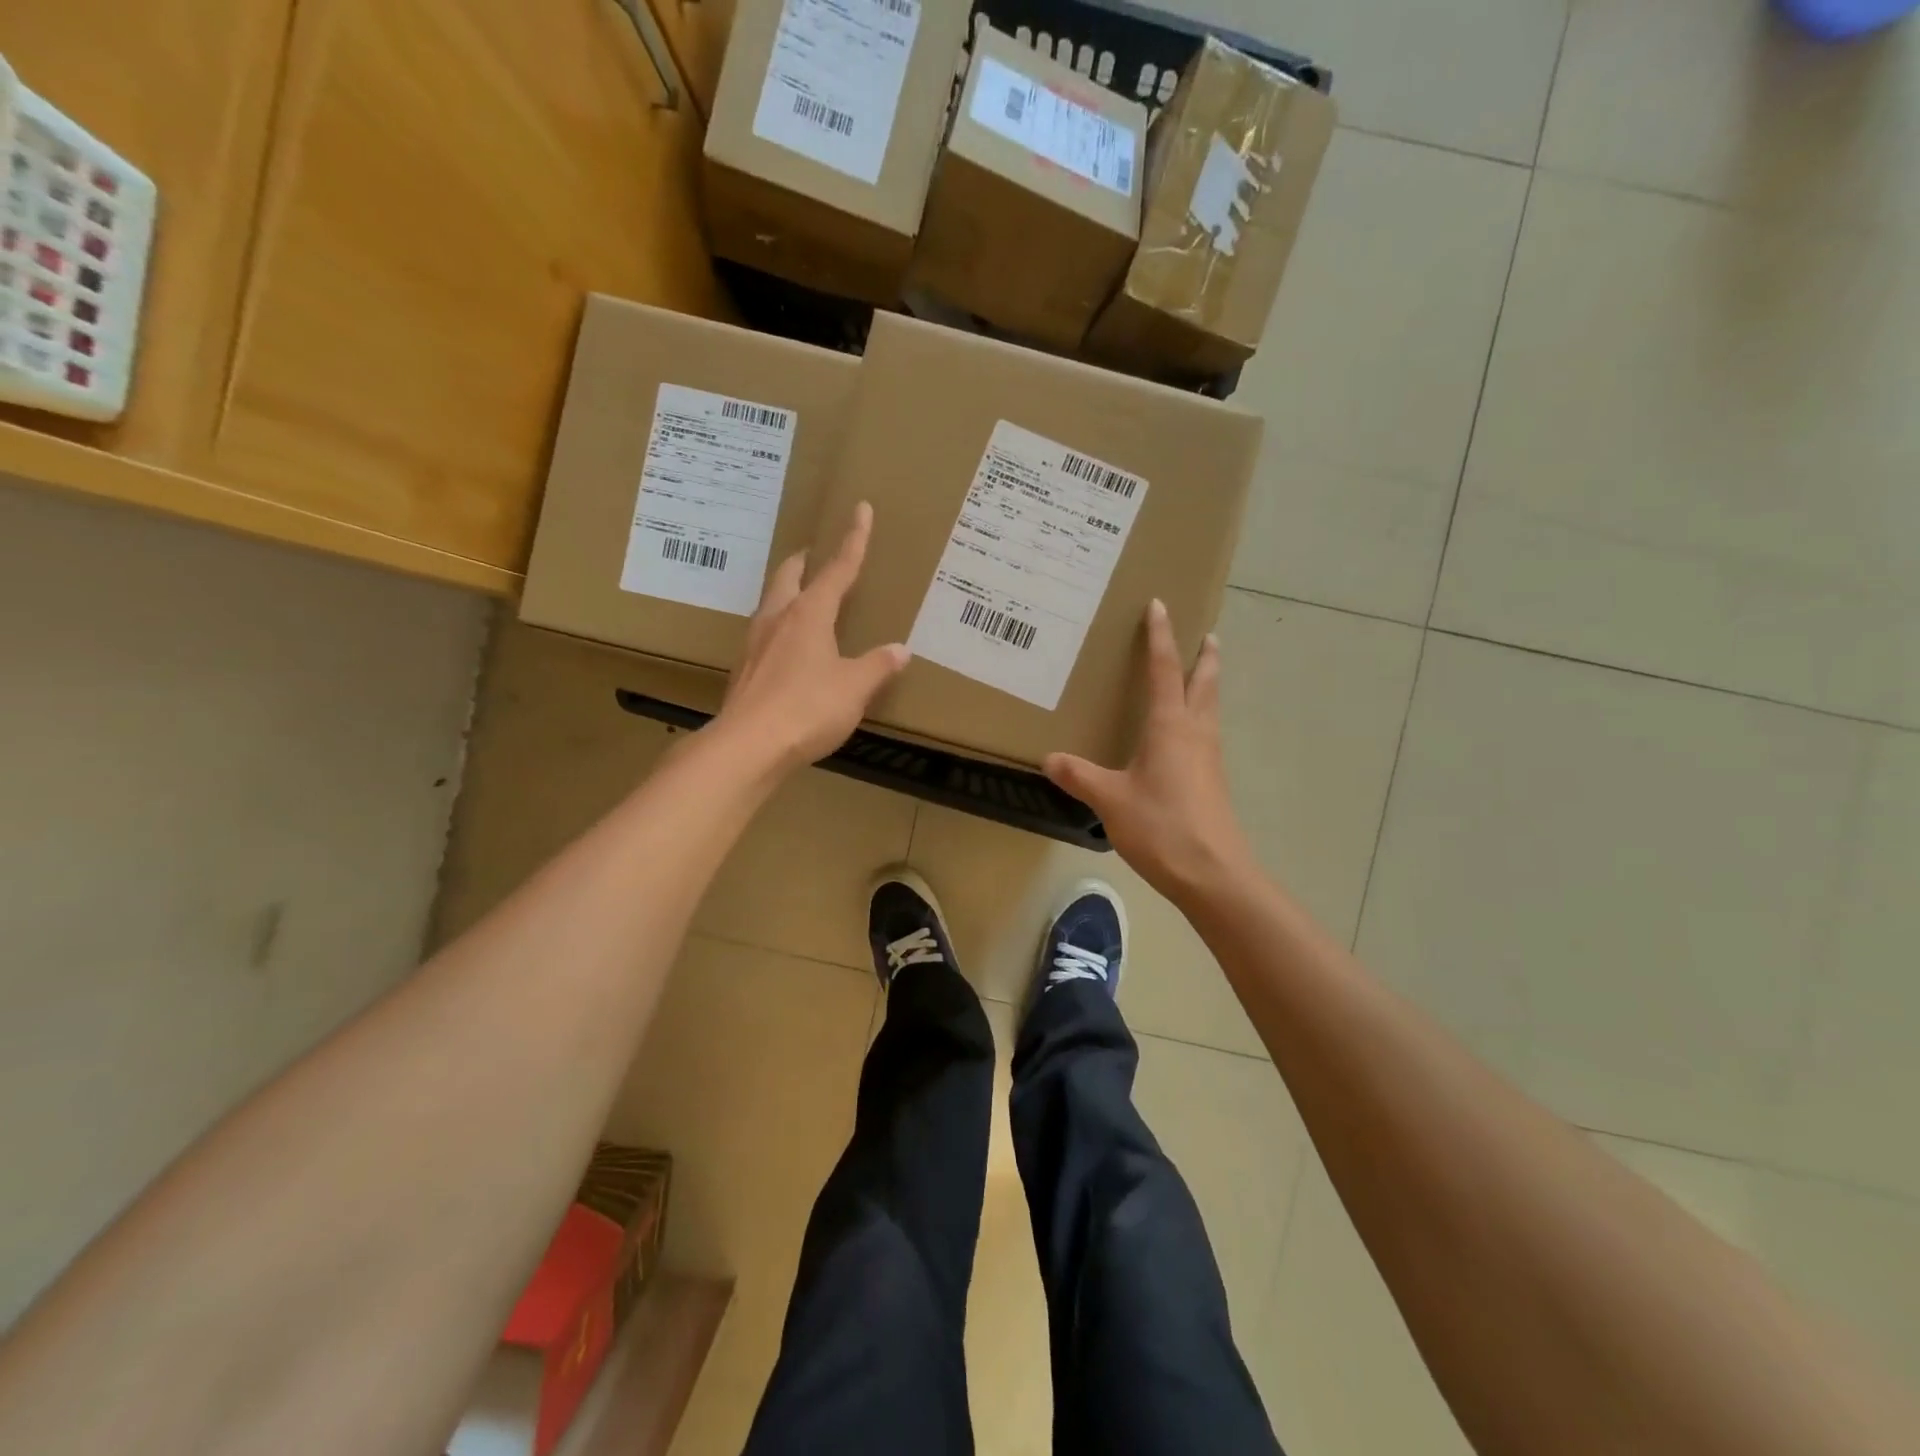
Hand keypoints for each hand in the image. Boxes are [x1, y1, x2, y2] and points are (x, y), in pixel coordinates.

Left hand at [714, 502, 909, 772]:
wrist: (748, 746)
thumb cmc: (808, 709)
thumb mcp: (854, 688)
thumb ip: (878, 666)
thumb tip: (901, 650)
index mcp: (809, 614)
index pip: (837, 569)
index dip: (853, 540)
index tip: (861, 510)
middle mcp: (778, 619)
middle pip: (789, 575)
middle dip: (804, 561)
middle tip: (815, 553)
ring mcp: (755, 643)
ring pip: (771, 602)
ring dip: (787, 591)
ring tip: (801, 596)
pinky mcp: (744, 669)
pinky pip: (764, 633)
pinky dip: (779, 625)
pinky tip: (787, 646)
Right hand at [1044, 599, 1255, 907]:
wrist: (1213, 873)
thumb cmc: (1162, 826)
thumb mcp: (1110, 799)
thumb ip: (1080, 776)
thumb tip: (1049, 759)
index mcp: (1171, 726)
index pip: (1164, 670)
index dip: (1160, 637)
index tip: (1160, 606)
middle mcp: (1195, 734)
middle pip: (1203, 684)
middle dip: (1205, 657)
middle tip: (1209, 634)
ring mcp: (1209, 758)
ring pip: (1210, 709)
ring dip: (1206, 686)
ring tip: (1199, 676)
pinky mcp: (1212, 782)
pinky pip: (1206, 736)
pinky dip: (1199, 719)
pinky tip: (1185, 737)